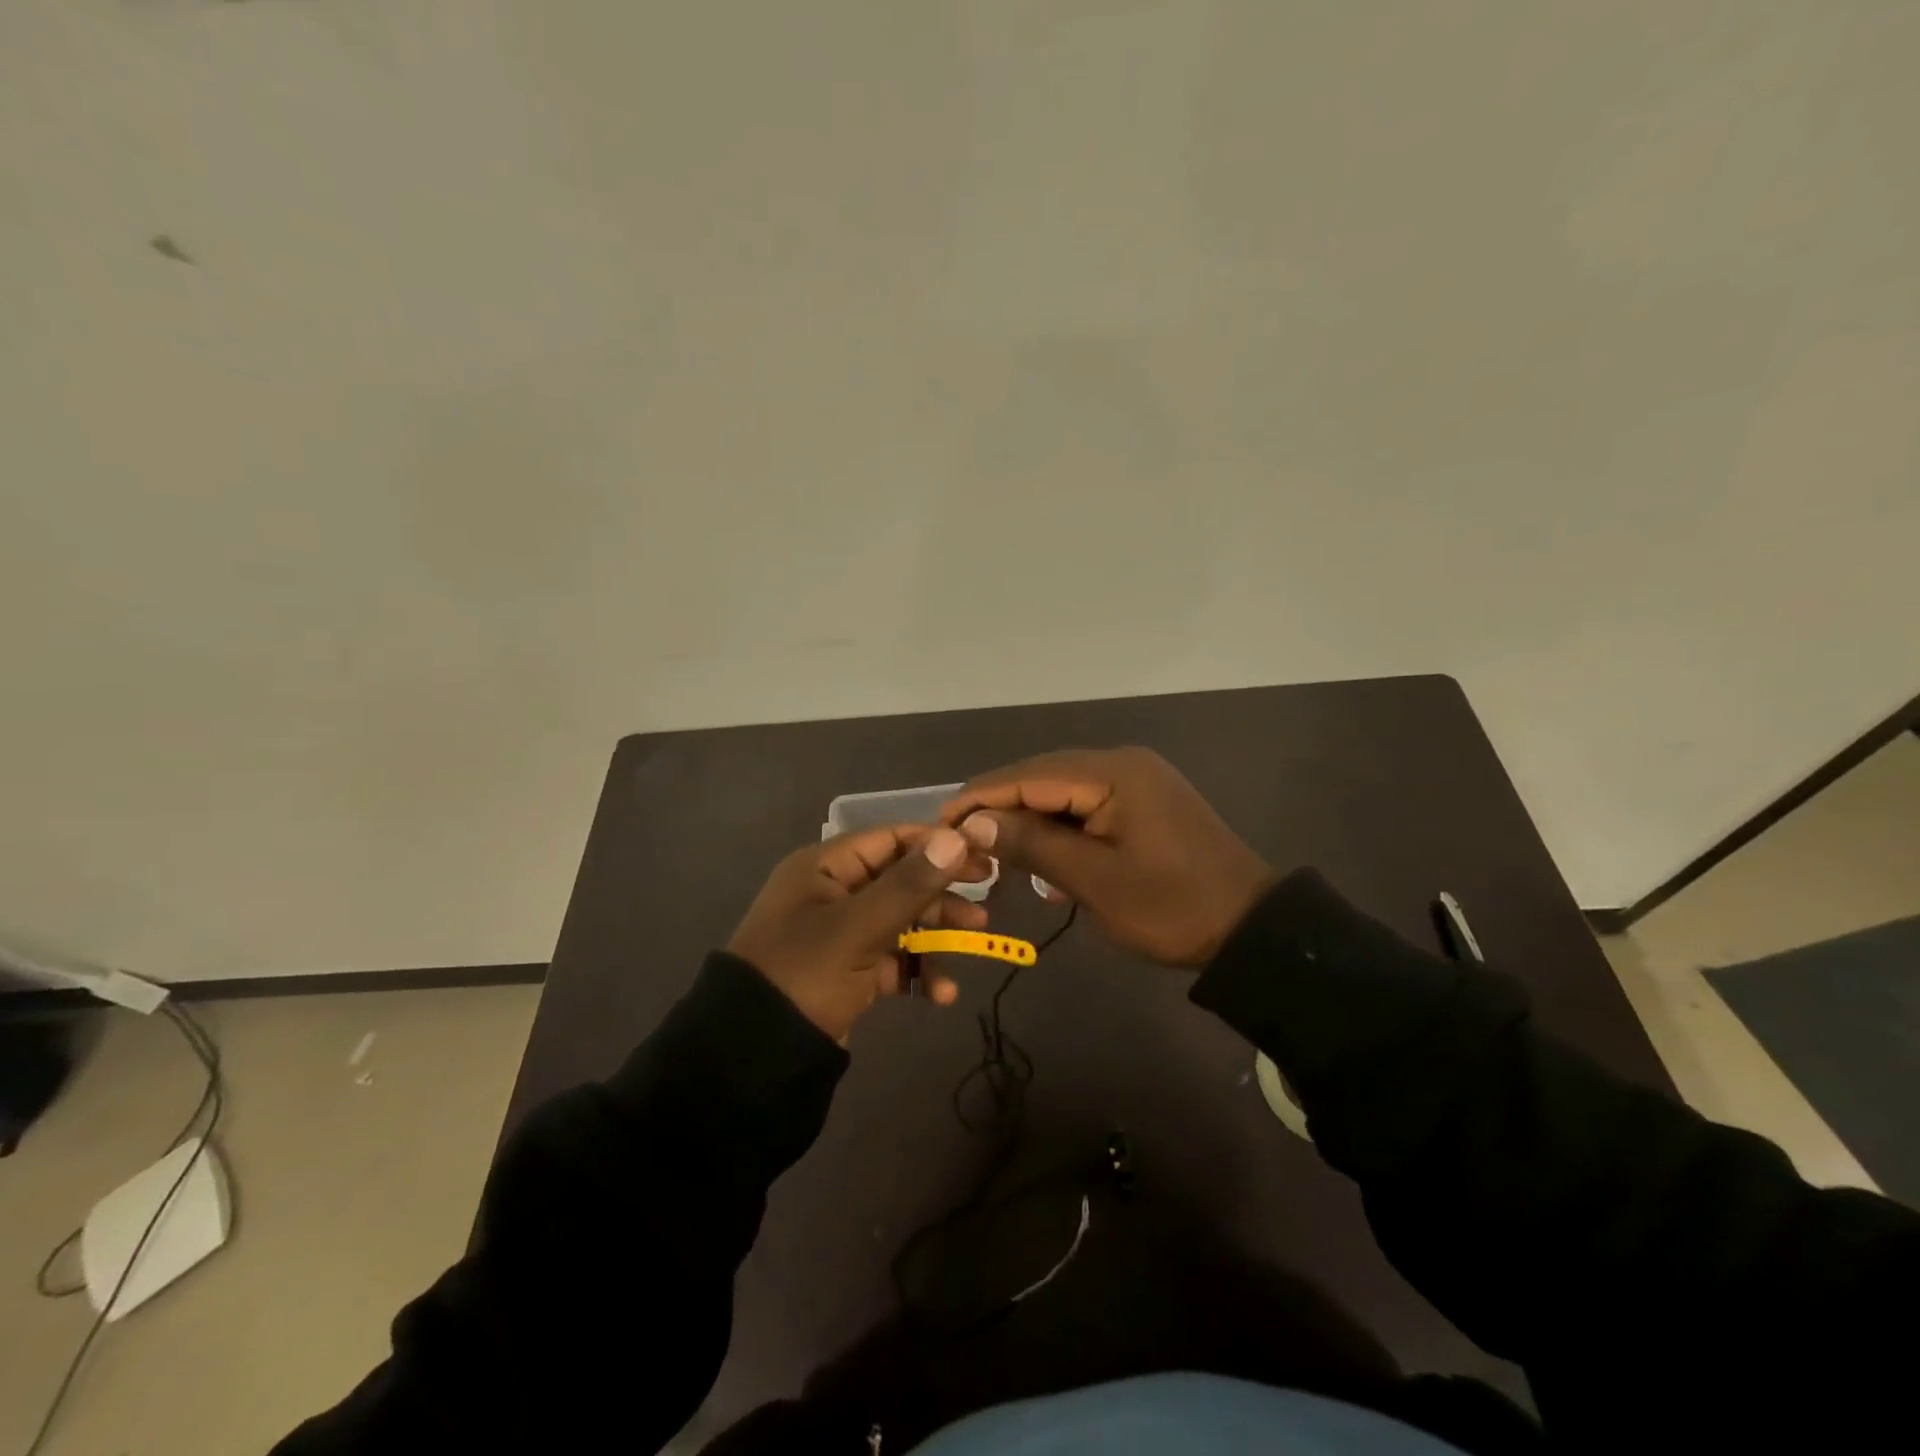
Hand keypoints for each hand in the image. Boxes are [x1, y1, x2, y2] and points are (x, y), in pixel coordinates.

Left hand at [727, 825, 992, 1041]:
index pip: (889, 839)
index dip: (935, 845)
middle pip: (898, 880)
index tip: (980, 856)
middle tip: (985, 898)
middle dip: (941, 892)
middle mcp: (831, 892)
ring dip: (936, 933)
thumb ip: (909, 884)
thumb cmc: (805, 973)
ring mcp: (839, 933)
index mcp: (824, 867)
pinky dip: (916, 971)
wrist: (754, 1056)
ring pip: (899, 920)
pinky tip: (941, 994)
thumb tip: (955, 837)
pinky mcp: (845, 970)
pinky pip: (889, 959)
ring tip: (977, 939)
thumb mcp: (859, 927)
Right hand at [941, 747, 1276, 966]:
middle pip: (1042, 778)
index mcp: (1113, 773)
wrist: (1250, 929)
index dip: (980, 797)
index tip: (939, 822)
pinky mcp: (1143, 802)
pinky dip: (1059, 829)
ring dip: (1028, 820)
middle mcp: (1122, 763)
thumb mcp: (1094, 881)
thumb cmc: (1171, 907)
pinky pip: (1086, 806)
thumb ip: (1032, 844)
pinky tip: (1043, 858)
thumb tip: (974, 822)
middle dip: (1000, 807)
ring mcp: (1136, 781)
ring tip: (993, 851)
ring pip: (1062, 793)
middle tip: (960, 840)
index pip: (1029, 776)